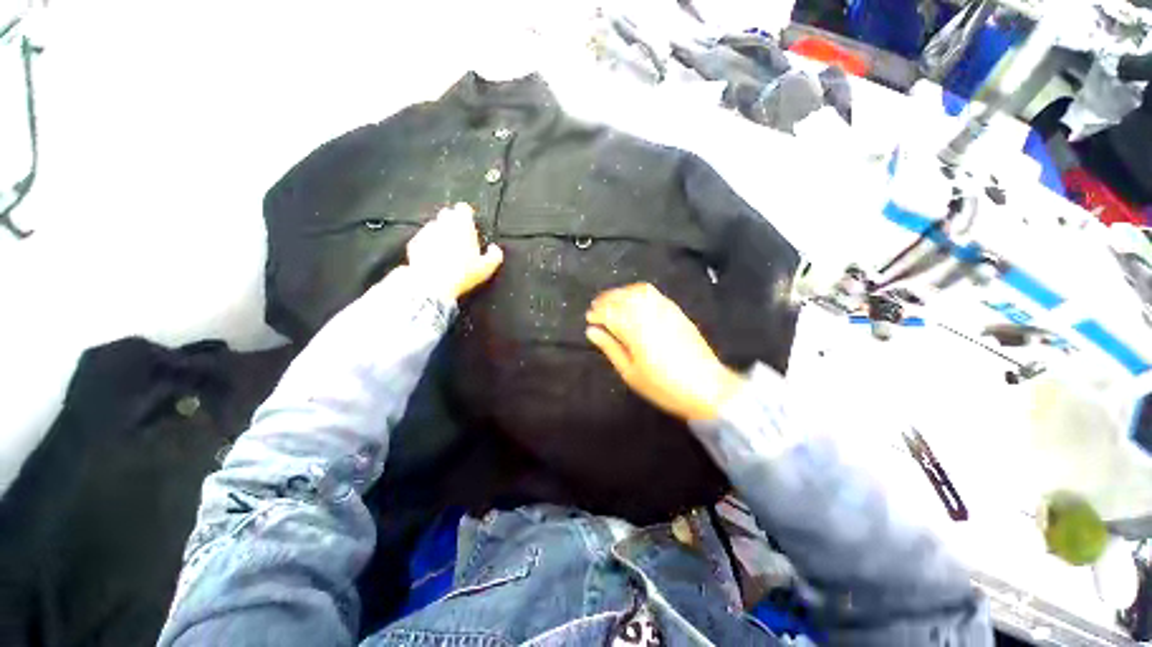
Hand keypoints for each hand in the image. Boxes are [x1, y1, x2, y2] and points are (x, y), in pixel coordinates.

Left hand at [406, 203, 503, 299]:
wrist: (432, 285)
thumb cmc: (463, 274)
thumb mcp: (487, 268)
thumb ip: (495, 255)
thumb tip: (495, 248)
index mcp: (462, 225)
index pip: (463, 209)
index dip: (467, 215)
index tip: (471, 224)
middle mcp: (443, 224)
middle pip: (447, 214)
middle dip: (453, 221)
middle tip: (460, 237)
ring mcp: (426, 232)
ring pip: (434, 226)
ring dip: (440, 232)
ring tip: (447, 249)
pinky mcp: (414, 243)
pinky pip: (423, 239)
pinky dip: (428, 244)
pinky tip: (434, 257)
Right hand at [585, 283, 744, 421]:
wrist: (706, 387)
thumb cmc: (663, 386)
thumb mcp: (630, 373)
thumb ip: (610, 348)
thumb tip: (591, 332)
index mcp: (635, 330)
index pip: (609, 313)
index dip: (597, 313)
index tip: (589, 319)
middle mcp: (649, 313)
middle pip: (622, 297)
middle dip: (605, 299)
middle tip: (595, 307)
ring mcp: (664, 309)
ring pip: (636, 291)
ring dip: (620, 292)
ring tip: (611, 302)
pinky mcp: (675, 310)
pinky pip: (652, 292)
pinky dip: (637, 291)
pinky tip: (632, 300)